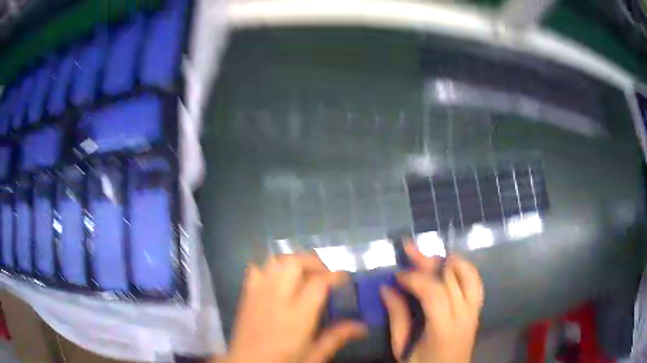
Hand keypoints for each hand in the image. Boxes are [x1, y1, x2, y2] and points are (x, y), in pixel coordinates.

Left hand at [223, 254, 366, 362]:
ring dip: (292, 261)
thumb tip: (363, 327)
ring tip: (304, 272)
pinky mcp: (246, 294)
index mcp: (297, 316)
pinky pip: (256, 269)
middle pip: (294, 263)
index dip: (334, 275)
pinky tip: (277, 278)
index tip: (343, 278)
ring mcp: (259, 294)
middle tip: (324, 273)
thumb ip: (337, 338)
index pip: (318, 283)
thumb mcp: (314, 355)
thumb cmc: (283, 362)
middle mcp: (277, 298)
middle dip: (313, 262)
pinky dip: (269, 267)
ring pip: (275, 261)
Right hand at [381, 244, 483, 362]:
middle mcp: (464, 315)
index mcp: (443, 329)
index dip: (415, 278)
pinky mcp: (477, 310)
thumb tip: (386, 289)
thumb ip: (397, 318)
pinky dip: (463, 269)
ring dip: (450, 260)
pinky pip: (475, 282)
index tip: (397, 276)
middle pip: (452, 277)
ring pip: (469, 274)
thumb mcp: (402, 348)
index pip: (434, 292)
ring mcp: (474, 311)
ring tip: (431, 254)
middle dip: (428, 261)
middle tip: (409, 250)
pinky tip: (449, 266)